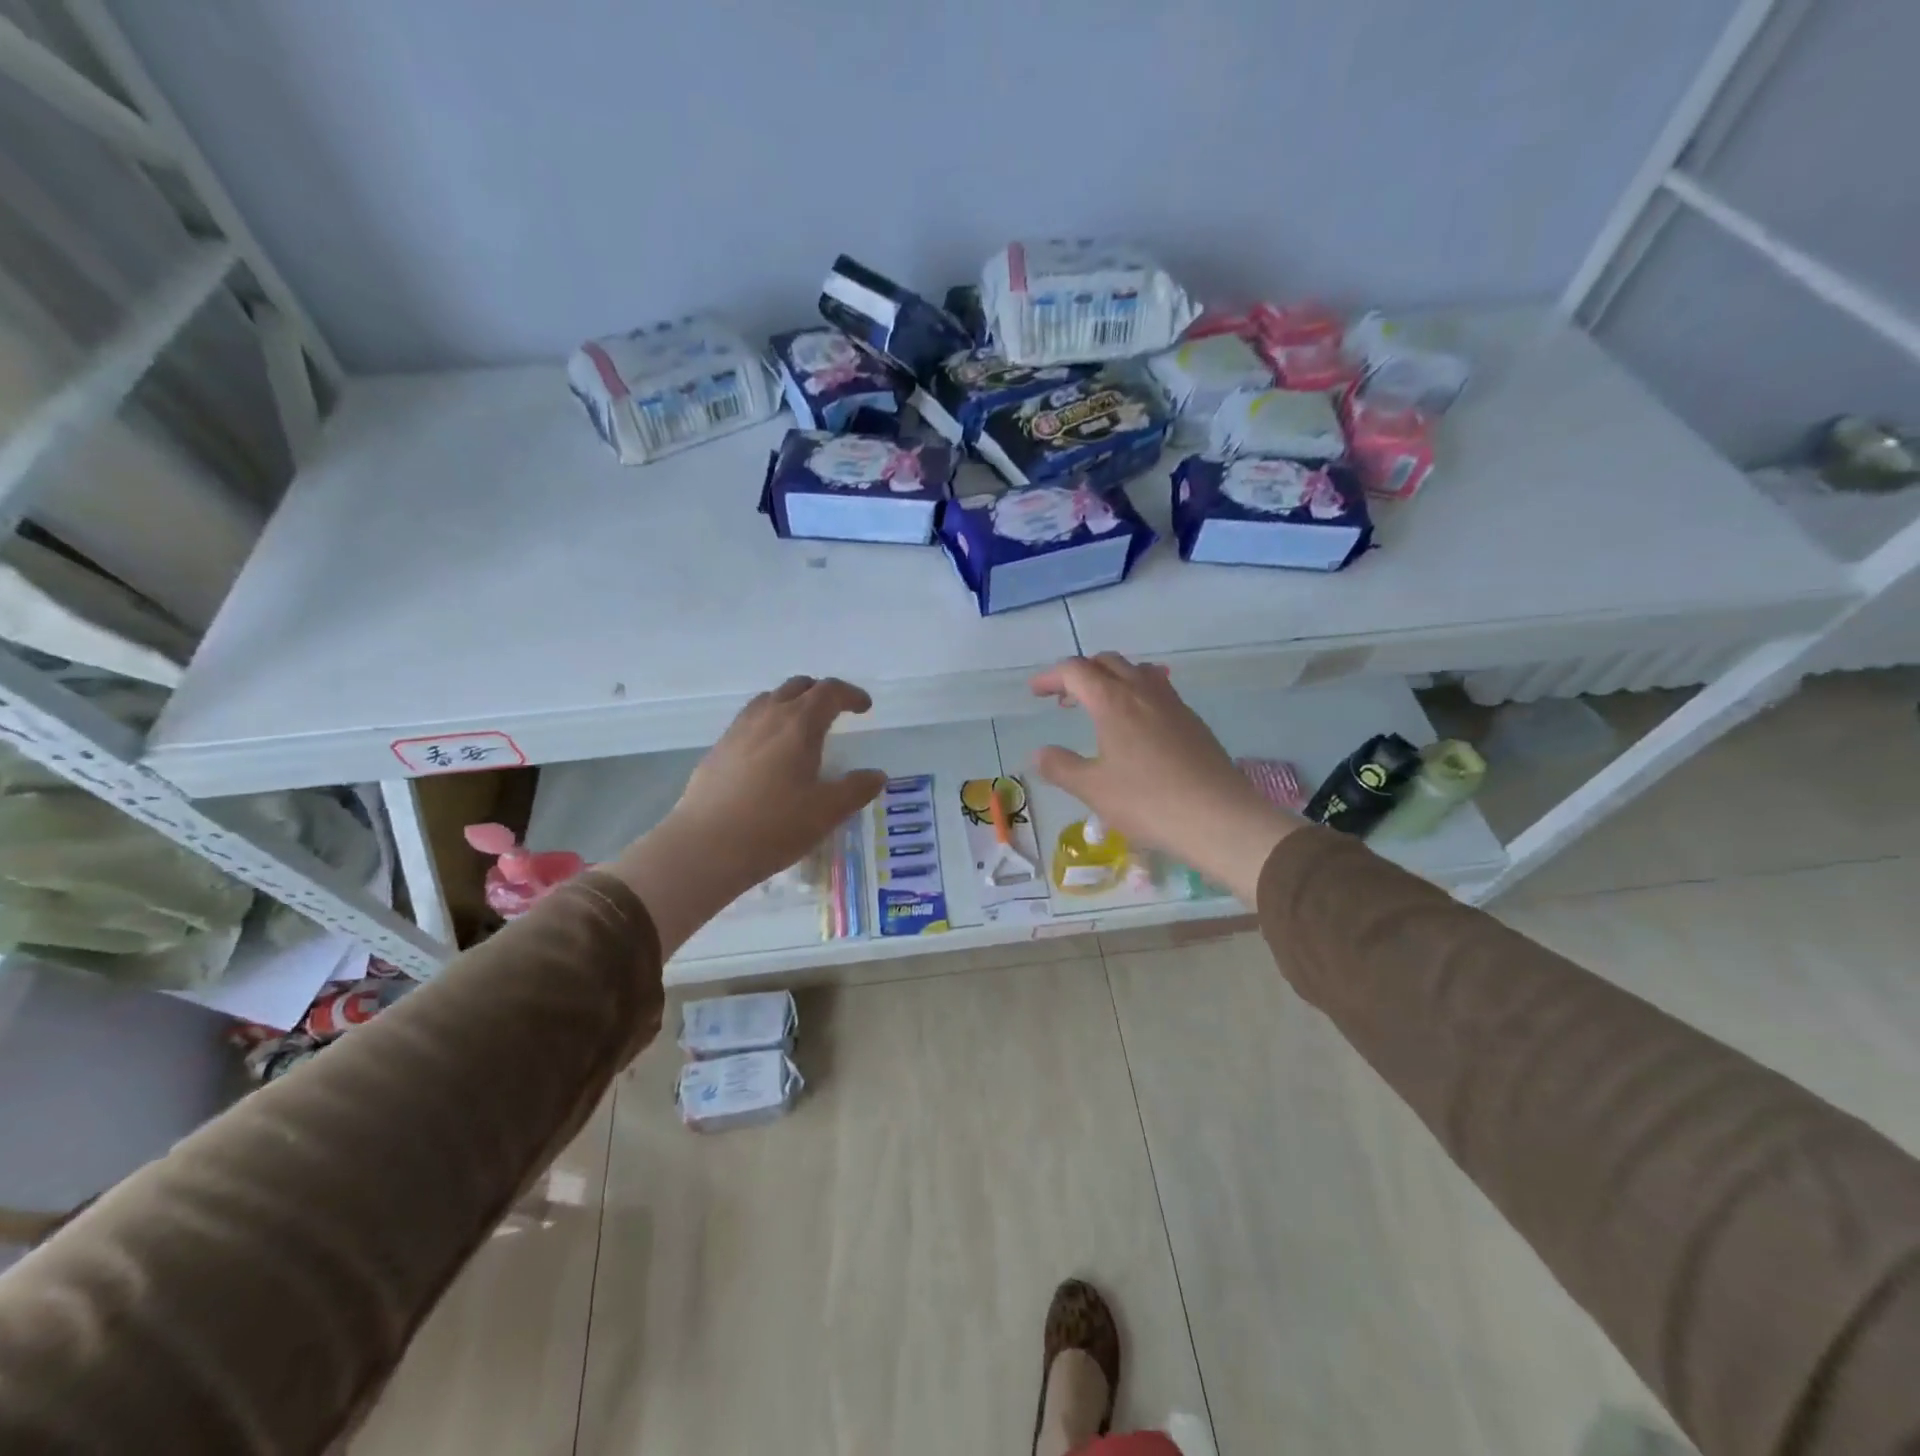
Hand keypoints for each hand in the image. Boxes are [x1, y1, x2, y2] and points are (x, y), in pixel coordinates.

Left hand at [611, 677, 884, 955]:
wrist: (705, 847)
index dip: (851, 694)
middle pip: (797, 687)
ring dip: (791, 703)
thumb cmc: (774, 826)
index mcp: (799, 725)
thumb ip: (856, 789)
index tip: (864, 708)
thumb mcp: (827, 812)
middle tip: (836, 712)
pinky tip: (769, 753)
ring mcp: (737, 731)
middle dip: (821, 693)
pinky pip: (748, 721)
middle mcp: (768, 717)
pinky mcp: (717, 750)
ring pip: (768, 700)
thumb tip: (876, 775)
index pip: (829, 692)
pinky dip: (768, 723)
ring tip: (802, 727)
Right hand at [1030, 654, 1298, 902]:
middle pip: (1107, 662)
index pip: (1075, 671)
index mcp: (1113, 701)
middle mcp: (1143, 691)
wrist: (1219, 818)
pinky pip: (1158, 690)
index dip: (1051, 677)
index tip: (1035, 693)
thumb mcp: (1093, 789)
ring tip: (1100, 707)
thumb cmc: (1147, 802)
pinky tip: (1136, 728)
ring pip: (1137, 671)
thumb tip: (1039, 753)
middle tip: (1064, 700)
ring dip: (1112, 679)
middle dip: (1080, 674)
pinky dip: (1136, 694)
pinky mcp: (1192, 721)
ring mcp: (1173, 704)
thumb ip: (1061, 767)